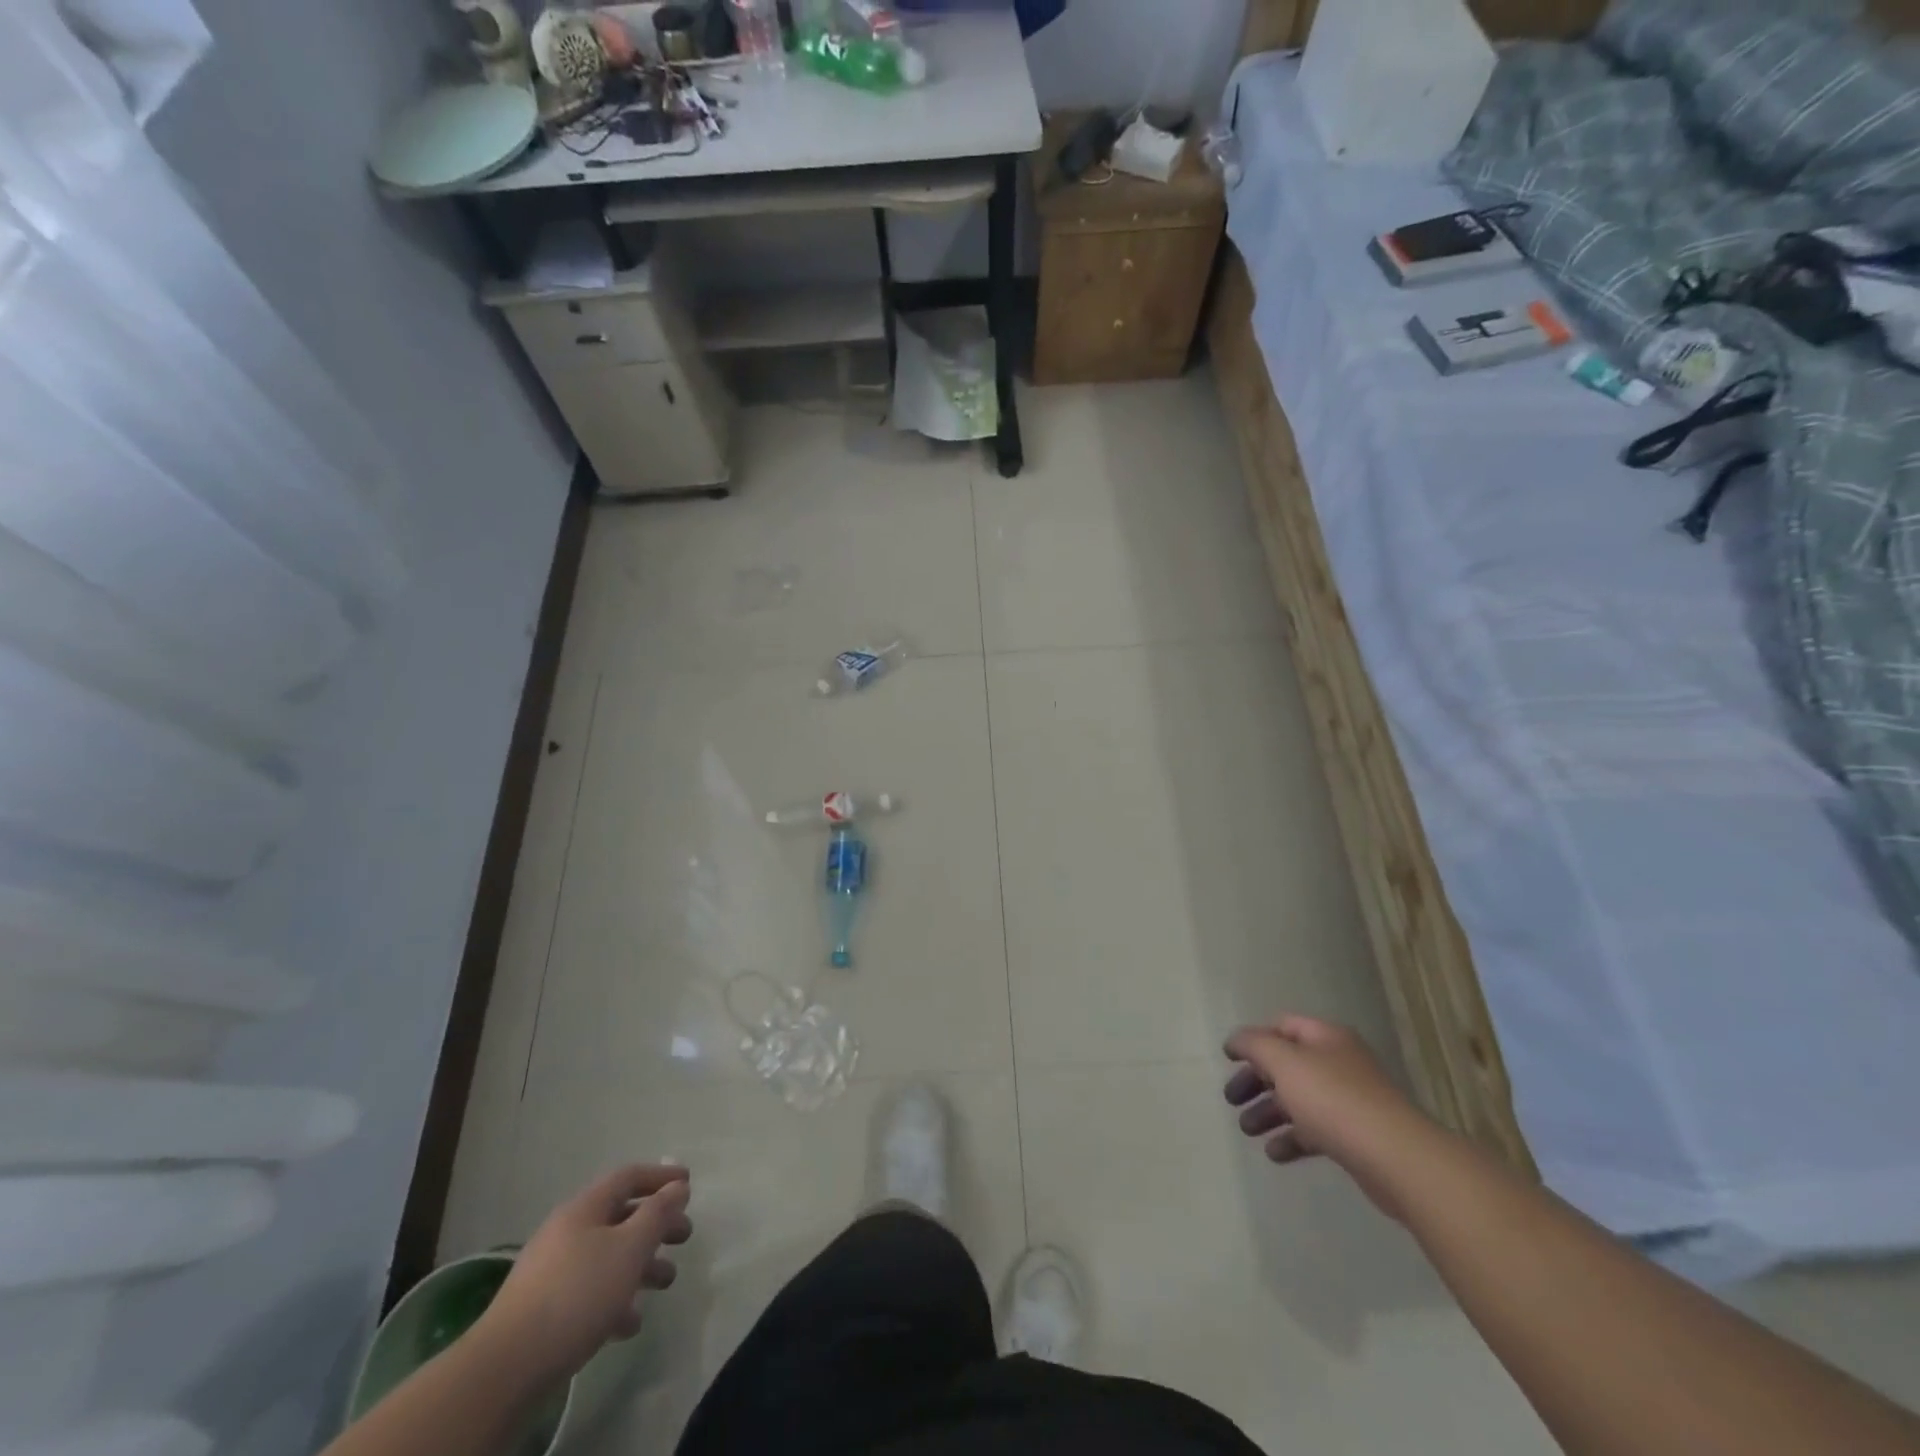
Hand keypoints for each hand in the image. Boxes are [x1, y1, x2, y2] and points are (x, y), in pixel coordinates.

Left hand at [477, 1164, 692, 1388]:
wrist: (506, 1368)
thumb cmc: (577, 1294)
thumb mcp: (629, 1248)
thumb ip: (657, 1214)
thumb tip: (677, 1187)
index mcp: (584, 1208)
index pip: (628, 1177)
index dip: (660, 1177)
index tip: (688, 1185)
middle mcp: (567, 1232)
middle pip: (620, 1217)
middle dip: (656, 1225)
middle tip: (684, 1235)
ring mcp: (552, 1272)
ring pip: (607, 1256)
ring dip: (640, 1265)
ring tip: (666, 1281)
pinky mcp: (543, 1311)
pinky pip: (589, 1292)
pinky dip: (615, 1298)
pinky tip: (630, 1322)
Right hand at [1223, 1016, 1425, 1218]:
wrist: (1397, 1159)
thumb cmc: (1334, 1100)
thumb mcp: (1284, 1062)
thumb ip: (1254, 1045)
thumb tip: (1236, 1039)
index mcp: (1325, 1038)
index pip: (1282, 1026)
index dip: (1252, 1039)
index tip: (1228, 1059)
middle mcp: (1338, 1063)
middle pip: (1287, 1065)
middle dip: (1255, 1081)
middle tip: (1231, 1100)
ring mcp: (1349, 1101)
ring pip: (1299, 1099)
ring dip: (1269, 1112)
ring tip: (1247, 1130)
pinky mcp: (1355, 1136)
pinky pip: (1315, 1131)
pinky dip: (1292, 1138)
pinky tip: (1275, 1153)